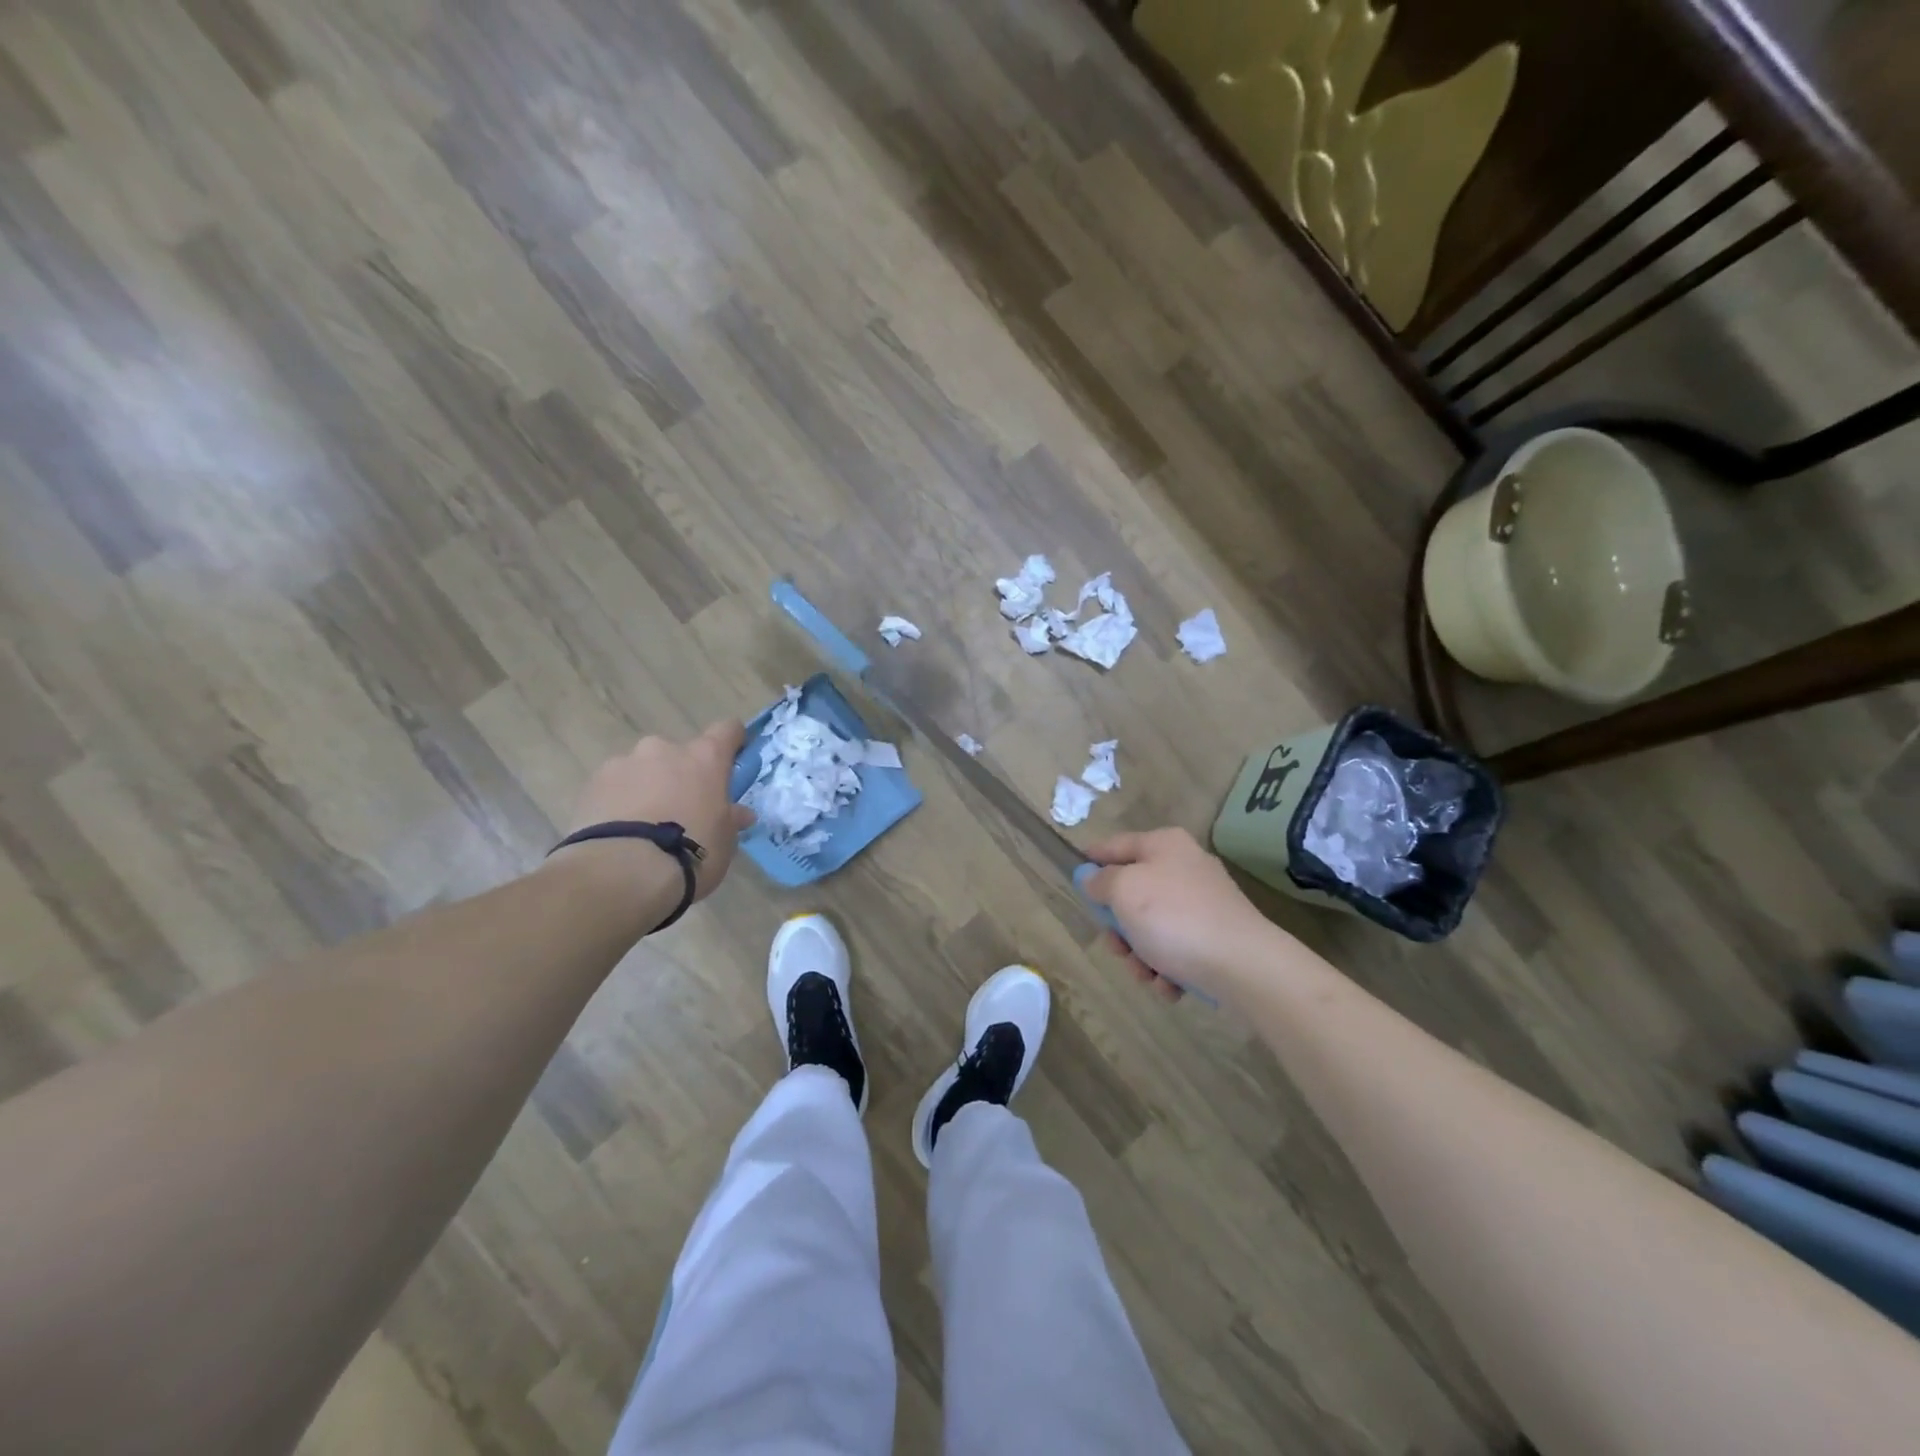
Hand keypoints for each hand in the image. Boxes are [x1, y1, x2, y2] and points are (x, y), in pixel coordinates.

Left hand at [558, 721, 756, 903]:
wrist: (623, 871)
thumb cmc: (691, 852)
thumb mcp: (725, 841)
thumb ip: (730, 819)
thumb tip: (740, 813)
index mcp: (704, 758)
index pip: (727, 730)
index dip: (732, 741)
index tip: (733, 758)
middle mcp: (664, 749)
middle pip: (679, 754)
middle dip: (681, 775)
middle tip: (681, 811)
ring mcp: (624, 762)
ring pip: (642, 769)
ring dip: (647, 787)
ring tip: (643, 827)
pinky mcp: (592, 783)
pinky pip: (613, 787)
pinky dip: (618, 801)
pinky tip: (618, 833)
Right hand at [1082, 828, 1275, 1003]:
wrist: (1244, 966)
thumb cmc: (1175, 919)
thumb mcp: (1124, 891)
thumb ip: (1101, 880)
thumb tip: (1093, 878)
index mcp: (1164, 845)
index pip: (1114, 845)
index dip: (1091, 860)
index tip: (1074, 879)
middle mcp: (1185, 867)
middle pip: (1132, 892)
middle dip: (1119, 925)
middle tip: (1116, 946)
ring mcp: (1203, 903)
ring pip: (1152, 926)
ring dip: (1140, 954)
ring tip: (1147, 973)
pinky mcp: (1216, 936)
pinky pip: (1177, 948)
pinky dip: (1166, 967)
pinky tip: (1169, 984)